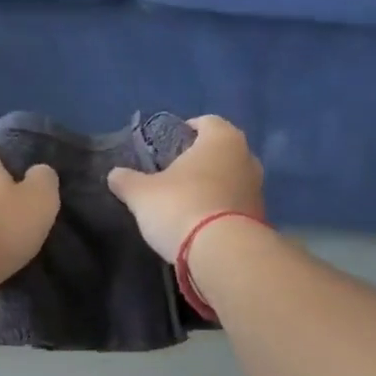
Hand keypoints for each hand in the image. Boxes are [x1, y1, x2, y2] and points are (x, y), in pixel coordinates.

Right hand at [107, 115, 264, 262]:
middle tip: (176, 174)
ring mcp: (258, 189)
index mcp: (222, 139)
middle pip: (222, 151)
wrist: (221, 254)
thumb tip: (114, 174)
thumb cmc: (180, 207)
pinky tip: (202, 224)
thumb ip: (127, 181)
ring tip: (188, 201)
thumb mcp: (142, 194)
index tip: (169, 145)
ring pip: (232, 178)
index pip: (207, 122)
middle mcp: (247, 157)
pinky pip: (236, 205)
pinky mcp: (260, 218)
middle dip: (201, 160)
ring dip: (213, 186)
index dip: (187, 130)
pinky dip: (222, 209)